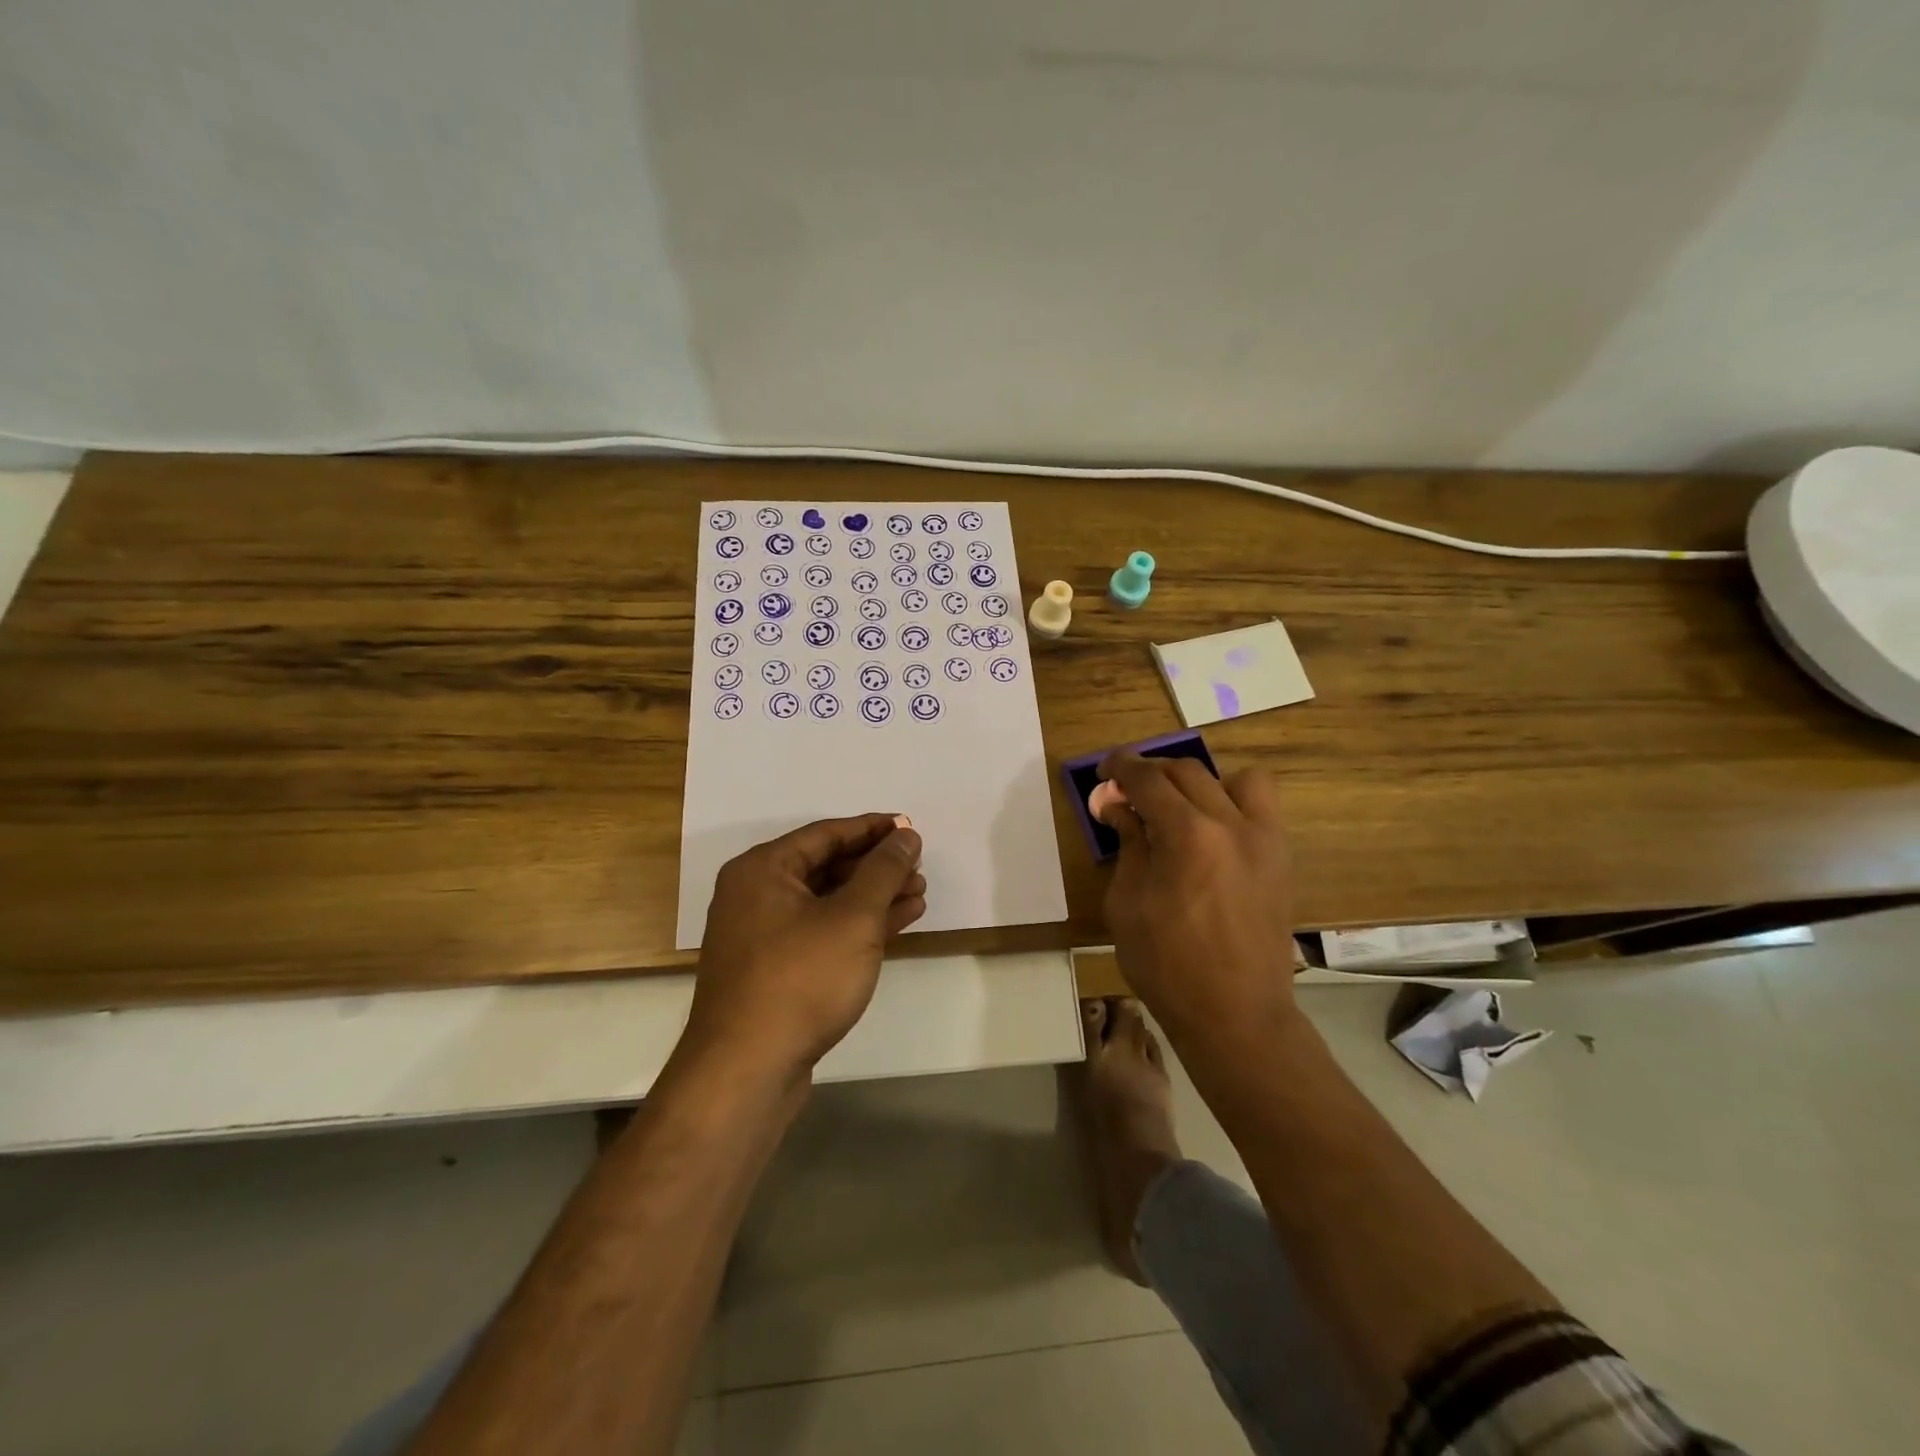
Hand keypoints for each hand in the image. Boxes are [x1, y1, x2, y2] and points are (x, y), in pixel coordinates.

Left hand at [685, 814, 926, 1079]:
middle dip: (876, 866)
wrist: (747, 1070)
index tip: (911, 829)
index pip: (826, 833)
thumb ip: (883, 870)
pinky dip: (857, 926)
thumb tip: (905, 835)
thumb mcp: (853, 918)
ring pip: (827, 901)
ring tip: (919, 893)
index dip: (873, 829)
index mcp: (762, 869)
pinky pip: (821, 932)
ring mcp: (762, 935)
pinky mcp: (774, 970)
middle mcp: (755, 894)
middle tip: (919, 867)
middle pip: (826, 866)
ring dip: (873, 897)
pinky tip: (897, 923)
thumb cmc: (801, 979)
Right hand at [1099, 755, 1297, 1042]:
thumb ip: (1128, 844)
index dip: (1121, 767)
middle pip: (1186, 771)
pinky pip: (1261, 807)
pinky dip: (1233, 801)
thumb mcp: (1127, 903)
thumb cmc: (1167, 965)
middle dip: (1150, 772)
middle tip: (1127, 790)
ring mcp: (1264, 839)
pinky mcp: (1281, 857)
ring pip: (1233, 778)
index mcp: (1187, 835)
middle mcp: (1231, 824)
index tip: (1104, 770)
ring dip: (1198, 781)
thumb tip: (1118, 806)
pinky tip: (1212, 830)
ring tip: (1178, 806)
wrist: (1235, 1013)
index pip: (1148, 779)